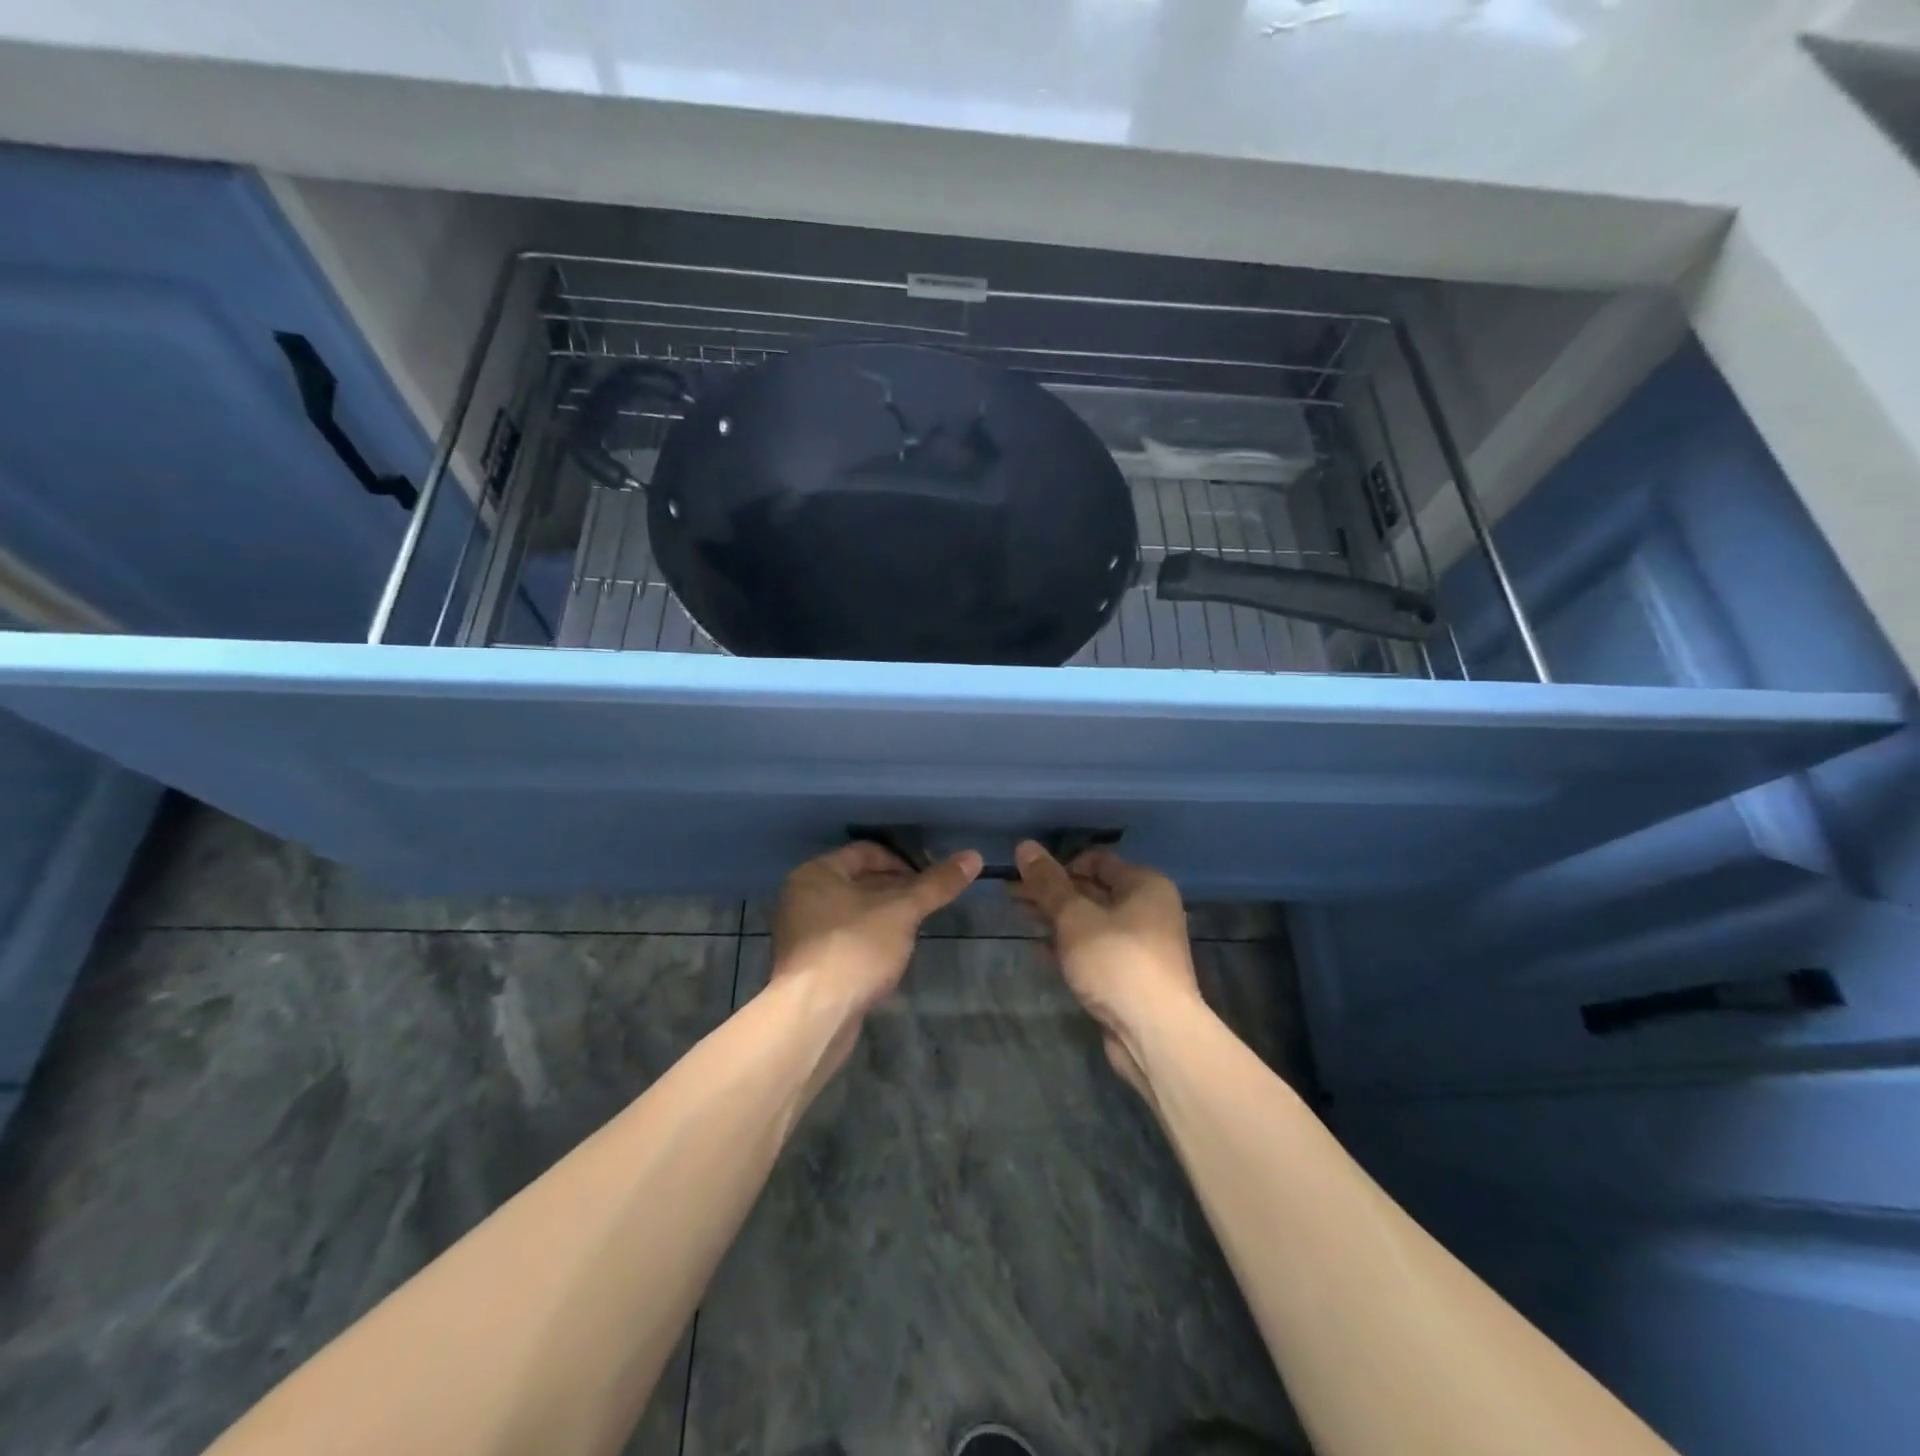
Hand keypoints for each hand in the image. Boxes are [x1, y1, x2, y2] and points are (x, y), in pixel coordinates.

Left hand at [770, 841, 981, 1057]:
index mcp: (816, 873)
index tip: (928, 883)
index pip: (865, 852)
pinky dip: (867, 941)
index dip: (902, 862)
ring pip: (852, 913)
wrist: (813, 1015)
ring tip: (913, 932)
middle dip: (895, 891)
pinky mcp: (807, 965)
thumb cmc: (855, 947)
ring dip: (883, 918)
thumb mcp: (902, 911)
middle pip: (858, 881)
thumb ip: (936, 885)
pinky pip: (844, 939)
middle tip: (926, 906)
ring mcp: (801, 933)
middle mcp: (802, 897)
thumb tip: (974, 856)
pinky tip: (889, 958)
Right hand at [1011, 842, 1203, 1095]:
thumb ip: (1048, 883)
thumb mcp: (1075, 917)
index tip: (1027, 874)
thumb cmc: (1117, 961)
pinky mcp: (1129, 976)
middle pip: (1092, 890)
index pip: (1097, 860)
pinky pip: (1094, 950)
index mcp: (1144, 885)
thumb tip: (1025, 846)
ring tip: (1019, 915)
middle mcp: (1148, 909)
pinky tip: (1039, 948)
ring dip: (1056, 918)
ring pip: (1090, 922)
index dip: (1060, 863)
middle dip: (1052, 892)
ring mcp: (1140, 945)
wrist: (1155, 1033)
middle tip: (1011, 893)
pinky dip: (1068, 946)